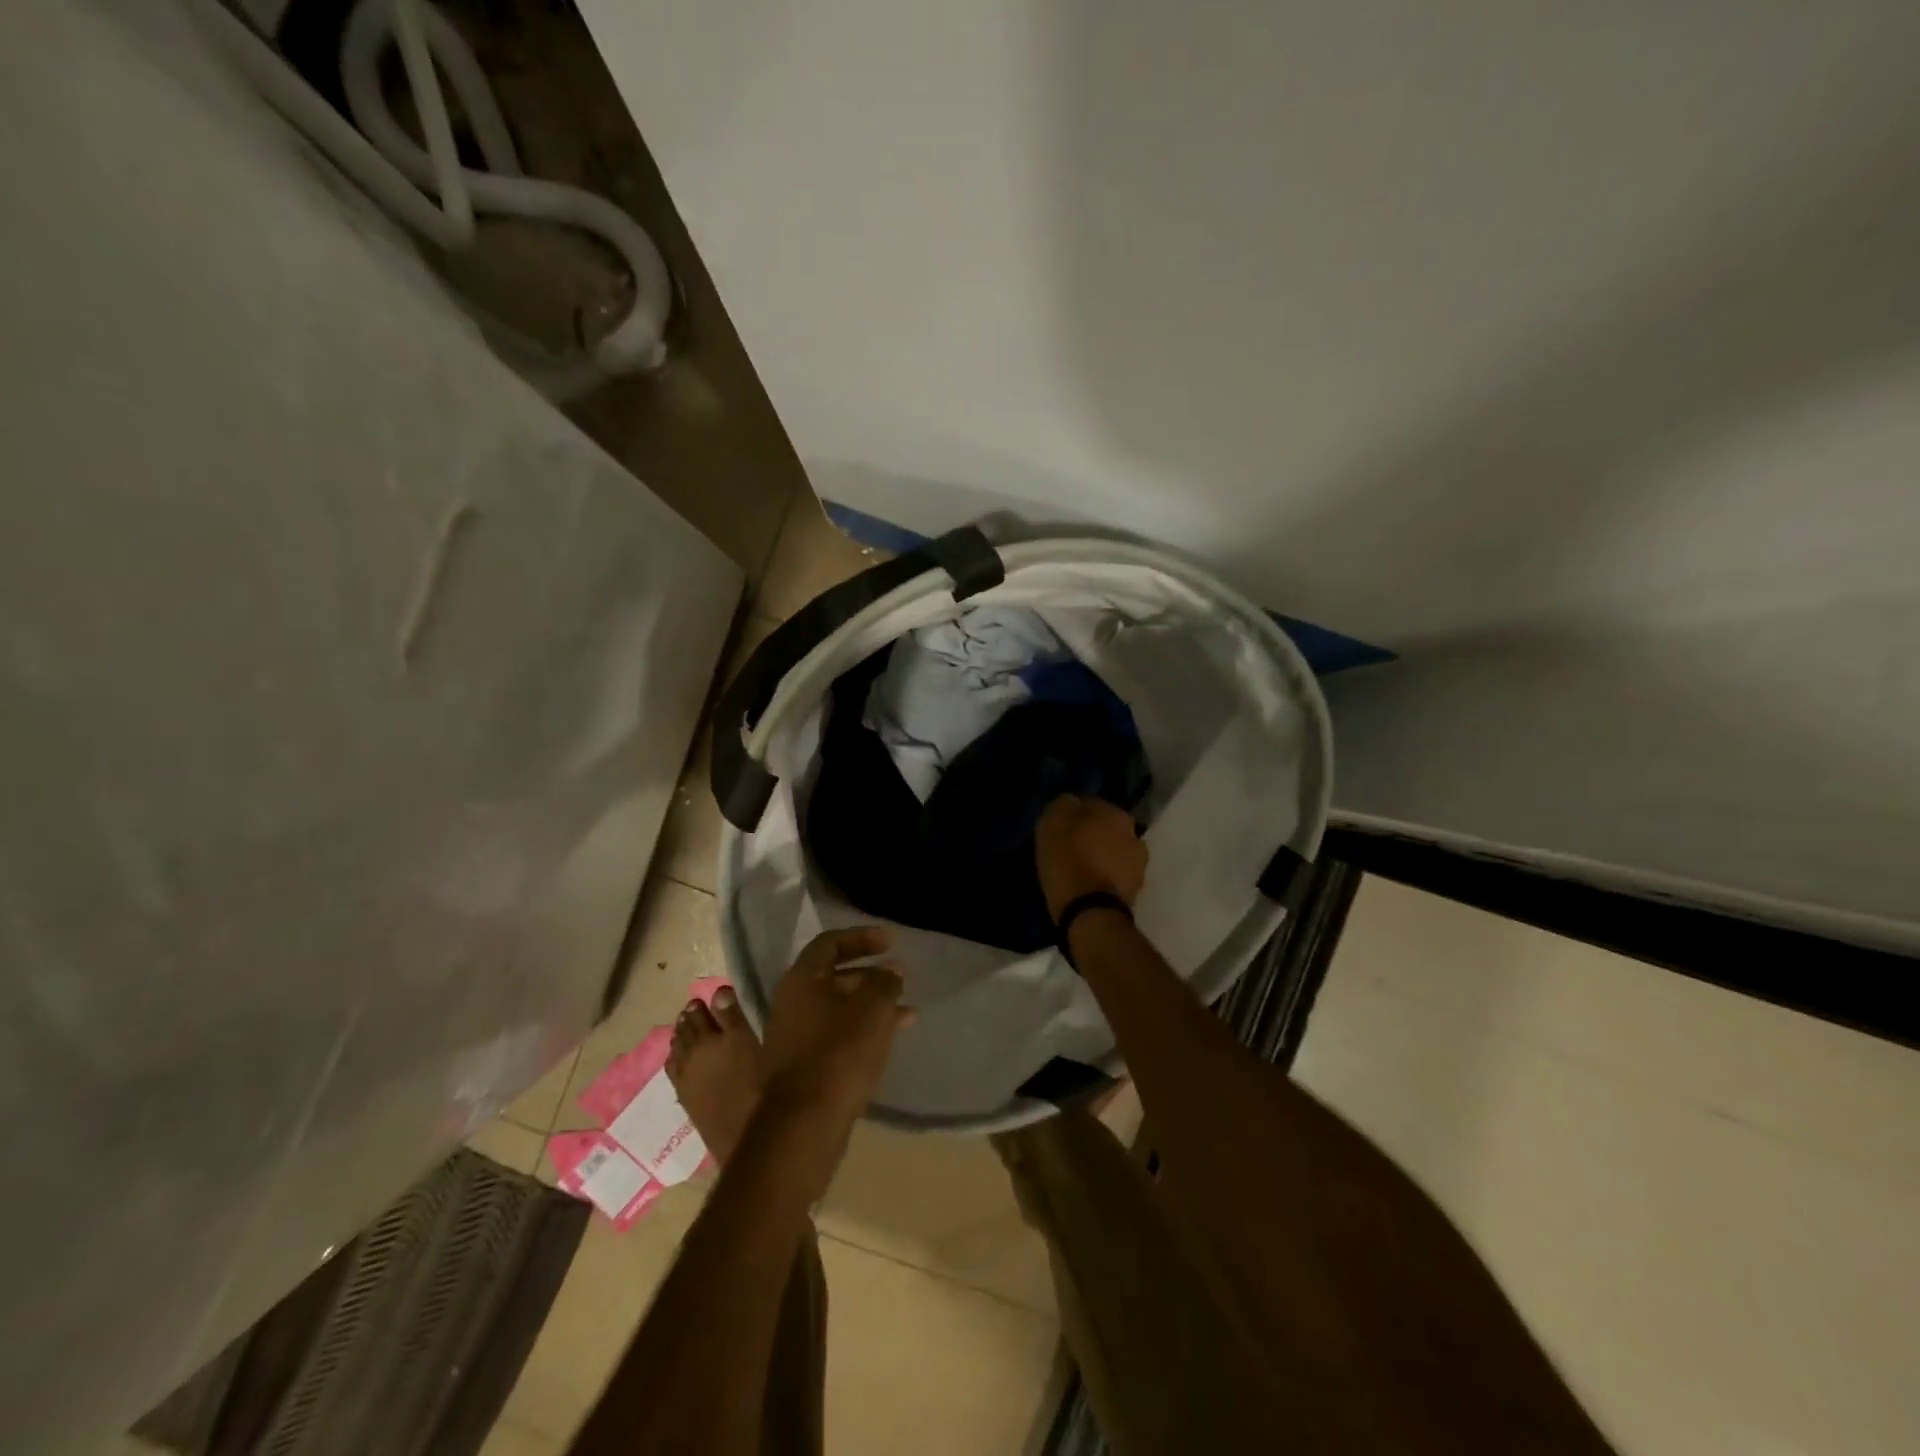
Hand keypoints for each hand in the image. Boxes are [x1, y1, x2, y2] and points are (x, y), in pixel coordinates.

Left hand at [758, 927, 912, 1179]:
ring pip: (838, 1007)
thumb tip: (890, 970)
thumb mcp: (873, 1008)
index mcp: (801, 979)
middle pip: (833, 975)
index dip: (862, 937)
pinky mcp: (801, 1065)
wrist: (803, 1125)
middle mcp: (790, 1002)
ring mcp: (793, 1035)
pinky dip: (861, 1029)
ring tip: (907, 1011)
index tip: (892, 941)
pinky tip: (888, 1039)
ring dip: (871, 1004)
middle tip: (900, 977)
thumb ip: (885, 981)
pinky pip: (835, 1034)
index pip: (830, 943)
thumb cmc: (839, 1054)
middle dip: (870, 974)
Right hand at [1036, 794, 1147, 920]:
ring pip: (1114, 850)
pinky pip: (1116, 873)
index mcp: (1114, 812)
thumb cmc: (1068, 862)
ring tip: (1079, 868)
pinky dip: (1105, 876)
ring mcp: (1139, 861)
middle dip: (1091, 834)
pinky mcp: (1137, 888)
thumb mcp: (1052, 824)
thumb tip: (1072, 802)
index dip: (1072, 814)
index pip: (1089, 803)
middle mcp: (1133, 831)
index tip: (1058, 827)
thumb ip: (1064, 805)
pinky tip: (1089, 884)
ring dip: (1101, 855)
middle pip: (1106, 827)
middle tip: (1069, 847)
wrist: (1091, 913)